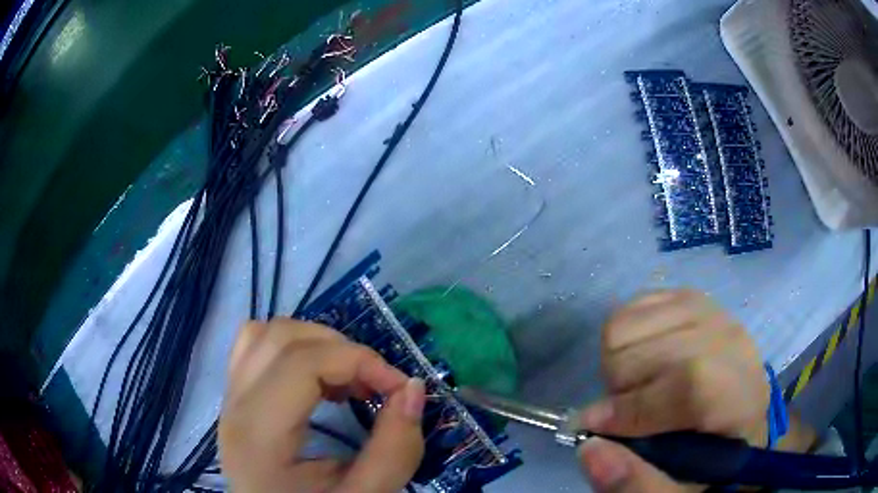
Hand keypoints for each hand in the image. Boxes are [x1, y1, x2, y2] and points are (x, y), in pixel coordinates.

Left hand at [219, 320, 425, 492]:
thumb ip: (395, 449)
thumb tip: (413, 387)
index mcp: (258, 435)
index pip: (303, 363)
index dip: (360, 360)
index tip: (400, 388)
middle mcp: (234, 407)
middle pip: (282, 337)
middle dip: (341, 349)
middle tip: (375, 385)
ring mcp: (229, 400)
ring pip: (264, 334)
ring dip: (314, 344)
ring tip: (346, 380)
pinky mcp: (234, 400)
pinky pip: (254, 347)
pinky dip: (291, 349)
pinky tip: (316, 380)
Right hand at [576, 290, 772, 492]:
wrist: (736, 420)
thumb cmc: (708, 464)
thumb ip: (637, 485)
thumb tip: (588, 446)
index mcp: (741, 397)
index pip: (689, 383)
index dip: (634, 408)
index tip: (593, 431)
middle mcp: (732, 342)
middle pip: (651, 350)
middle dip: (620, 390)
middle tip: (627, 414)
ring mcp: (711, 312)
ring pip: (630, 323)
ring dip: (617, 364)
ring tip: (636, 387)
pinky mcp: (691, 297)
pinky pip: (633, 305)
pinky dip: (622, 336)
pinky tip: (641, 359)